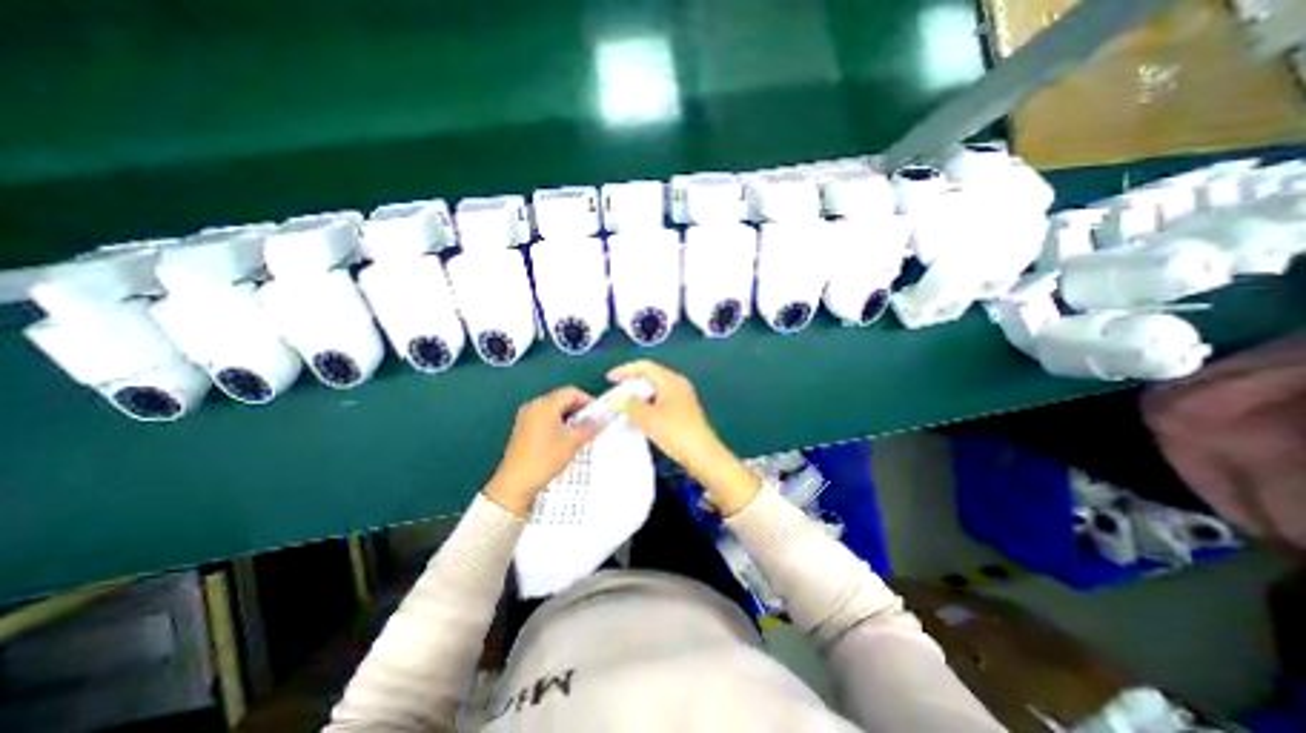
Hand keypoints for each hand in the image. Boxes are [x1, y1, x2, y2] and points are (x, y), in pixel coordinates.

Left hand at [485, 386, 600, 516]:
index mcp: (544, 404)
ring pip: (554, 409)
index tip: (600, 413)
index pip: (571, 392)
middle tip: (594, 423)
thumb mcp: (572, 442)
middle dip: (580, 409)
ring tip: (583, 432)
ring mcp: (527, 417)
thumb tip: (604, 420)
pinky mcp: (524, 429)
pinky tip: (567, 438)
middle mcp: (534, 406)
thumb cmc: (545, 458)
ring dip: (570, 417)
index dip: (588, 400)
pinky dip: (559, 423)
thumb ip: (590, 428)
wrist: (515, 484)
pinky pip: (546, 418)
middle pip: (562, 399)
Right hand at [608, 360, 716, 469]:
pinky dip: (647, 404)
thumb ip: (629, 404)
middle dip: (631, 383)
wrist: (702, 455)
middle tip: (614, 393)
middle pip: (651, 376)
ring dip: (638, 395)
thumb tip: (615, 398)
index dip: (625, 370)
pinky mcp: (683, 410)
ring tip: (623, 405)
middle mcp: (678, 384)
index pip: (645, 367)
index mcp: (671, 380)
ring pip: (655, 390)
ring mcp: (682, 397)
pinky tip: (639, 415)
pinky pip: (660, 400)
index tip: (609, 379)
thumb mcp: (647, 418)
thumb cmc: (675, 432)